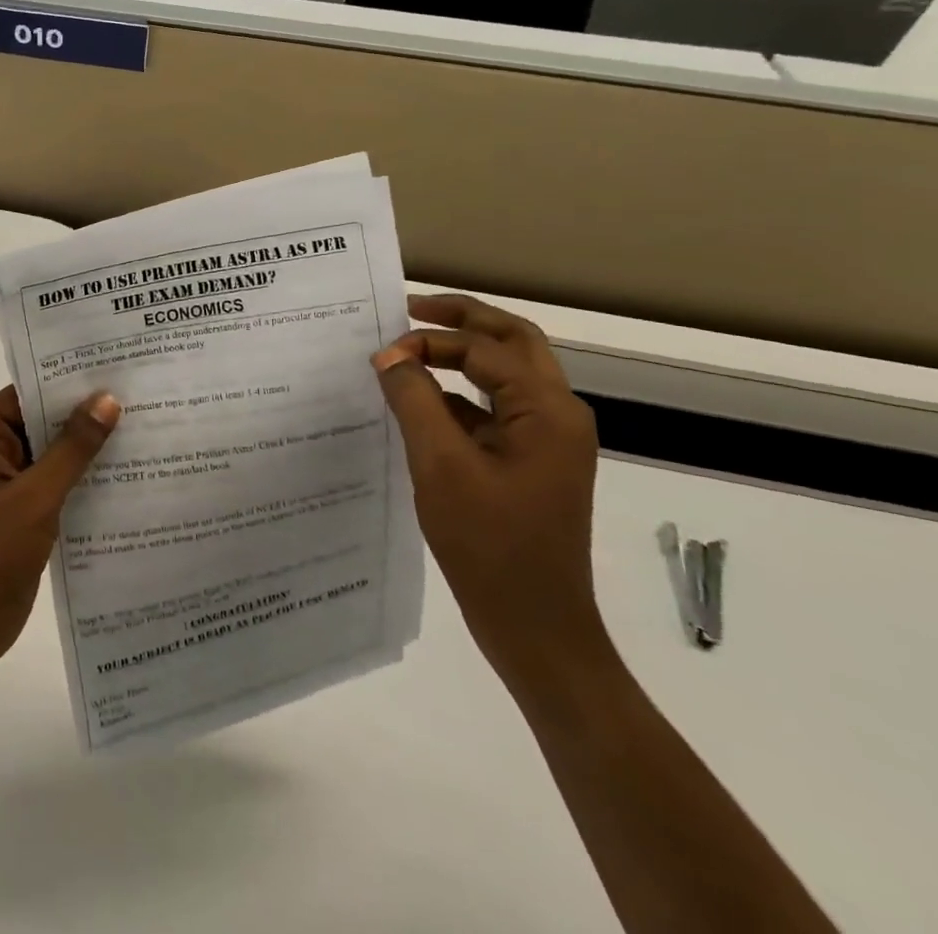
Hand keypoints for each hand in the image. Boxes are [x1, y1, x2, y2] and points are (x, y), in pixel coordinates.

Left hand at [0, 385, 119, 679]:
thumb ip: (72, 449)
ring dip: (89, 448)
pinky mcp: (18, 510)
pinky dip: (82, 478)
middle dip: (86, 414)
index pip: (29, 392)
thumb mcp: (34, 500)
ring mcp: (3, 481)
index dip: (72, 381)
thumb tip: (107, 399)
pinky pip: (54, 481)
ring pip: (52, 452)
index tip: (119, 370)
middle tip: (144, 396)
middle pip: (42, 420)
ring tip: (146, 427)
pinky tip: (126, 474)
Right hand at [372, 294, 613, 694]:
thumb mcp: (441, 465)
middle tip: (412, 307)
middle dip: (462, 320)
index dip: (429, 342)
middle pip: (512, 342)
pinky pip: (495, 409)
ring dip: (463, 354)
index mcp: (547, 410)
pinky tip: (420, 403)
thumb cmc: (490, 545)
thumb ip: (414, 400)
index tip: (380, 355)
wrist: (536, 629)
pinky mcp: (531, 462)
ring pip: (506, 373)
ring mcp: (547, 440)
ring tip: (412, 348)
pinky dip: (460, 394)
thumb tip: (389, 356)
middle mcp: (556, 414)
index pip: (484, 350)